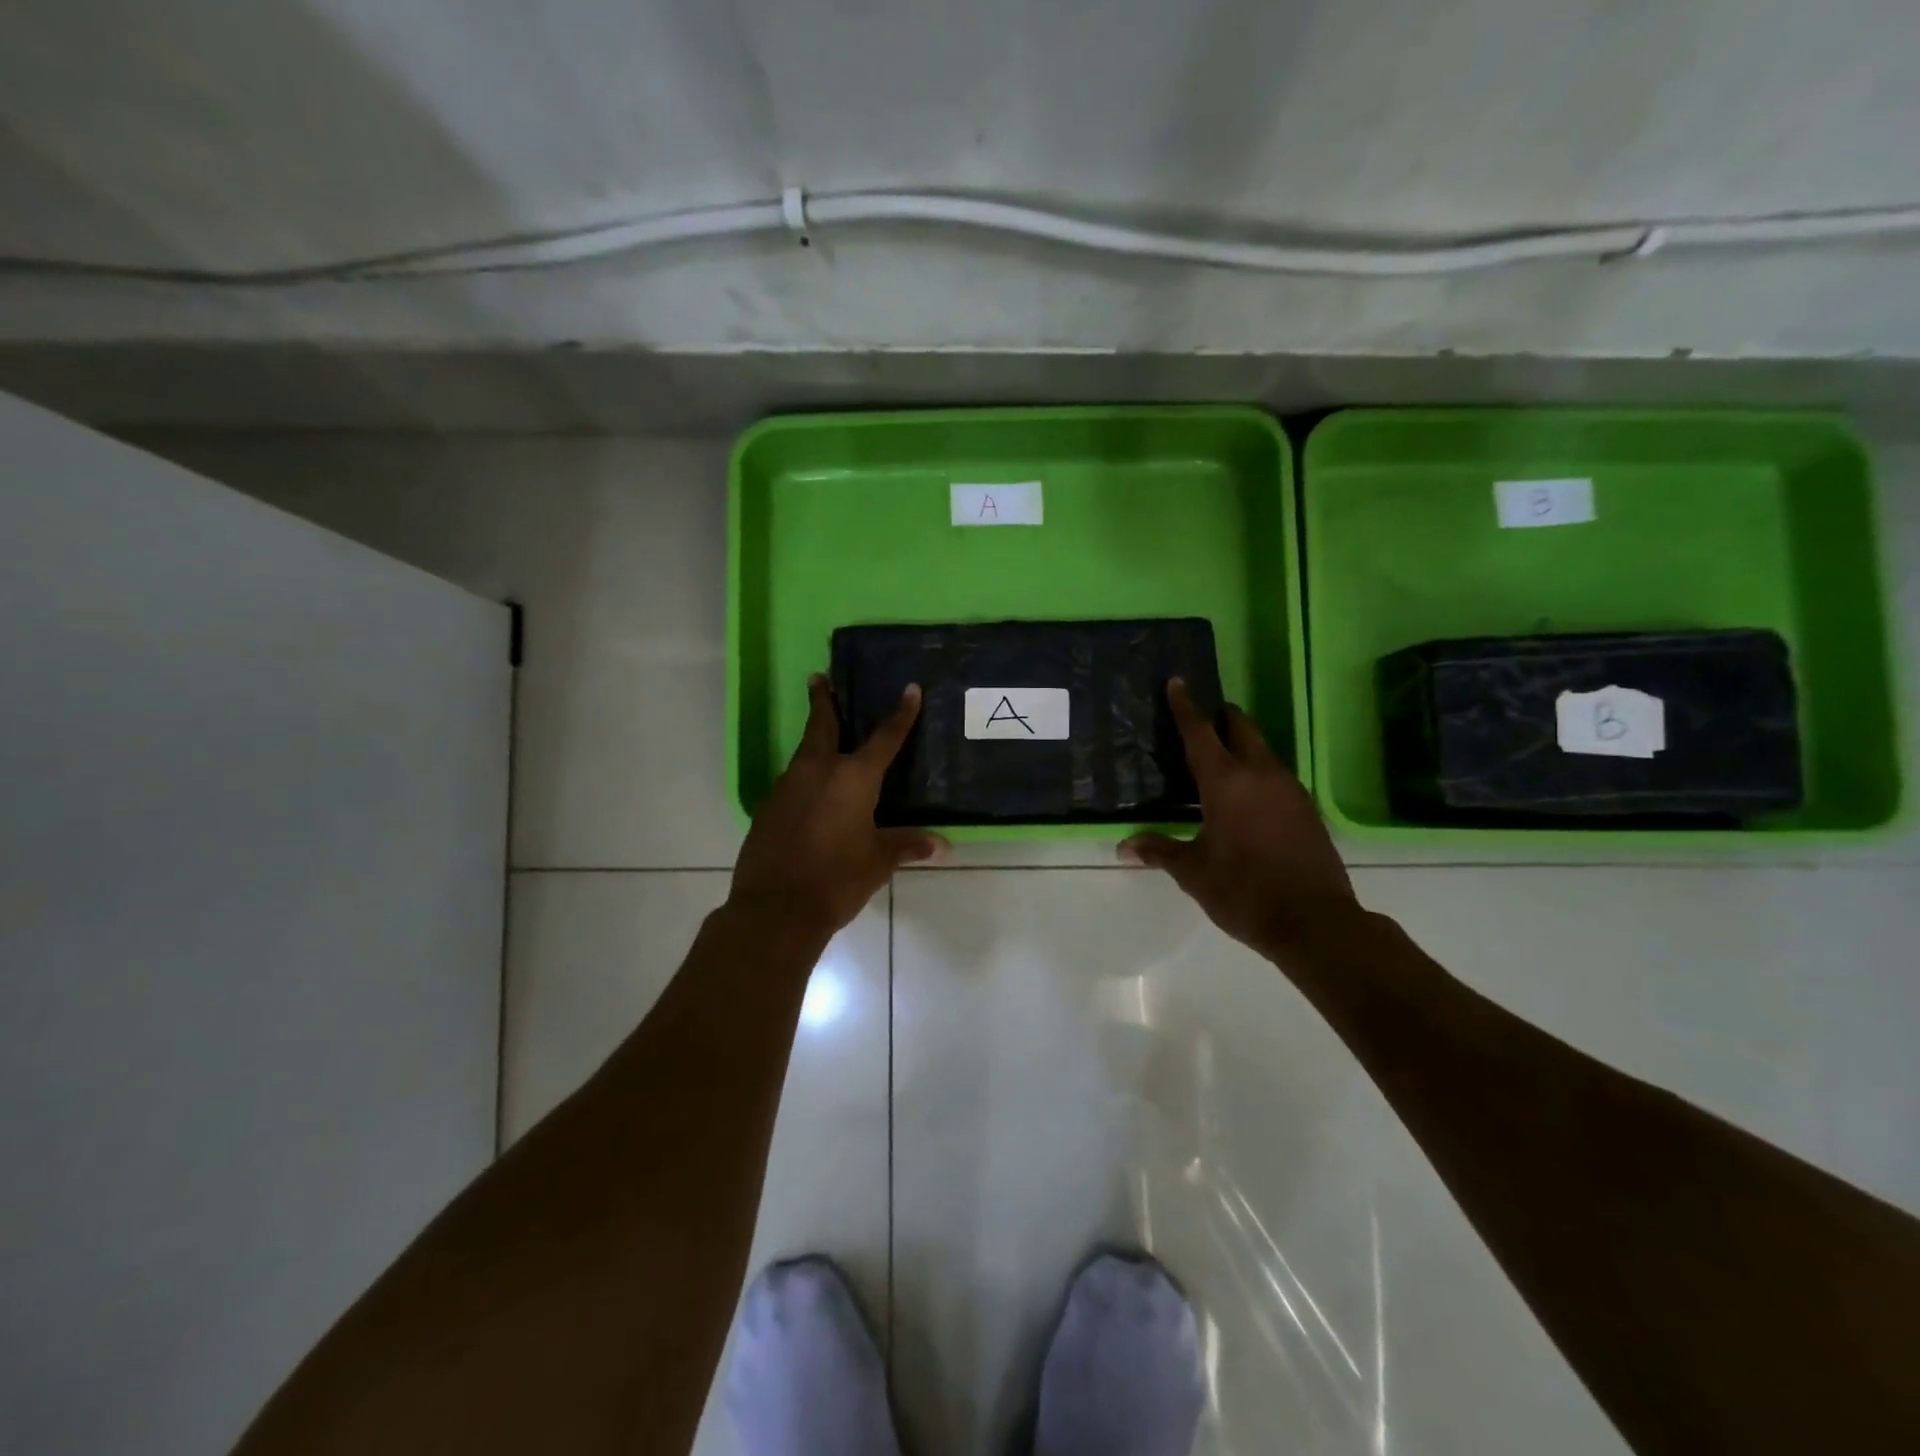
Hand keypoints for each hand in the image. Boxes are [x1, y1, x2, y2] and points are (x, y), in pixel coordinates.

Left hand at [728, 675, 946, 942]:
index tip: (909, 689)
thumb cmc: (837, 879)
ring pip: (803, 753)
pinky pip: (792, 782)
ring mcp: (787, 787)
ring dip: (813, 740)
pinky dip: (804, 777)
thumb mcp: (879, 861)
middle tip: (818, 678)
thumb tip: (944, 846)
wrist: (775, 909)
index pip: (884, 737)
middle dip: (822, 700)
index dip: (901, 714)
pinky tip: (810, 793)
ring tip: (824, 738)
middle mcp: (818, 771)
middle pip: (821, 726)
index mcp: (854, 777)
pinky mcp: (767, 807)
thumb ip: (908, 845)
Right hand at [1120, 679, 1357, 957]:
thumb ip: (1159, 851)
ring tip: (1221, 757)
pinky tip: (1248, 796)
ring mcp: (1290, 790)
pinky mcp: (1308, 809)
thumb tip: (1123, 846)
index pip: (1200, 732)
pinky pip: (1277, 775)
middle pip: (1242, 728)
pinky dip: (1258, 771)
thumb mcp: (1193, 872)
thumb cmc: (1244, 891)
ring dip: (1242, 745)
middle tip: (1204, 718)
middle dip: (1222, 717)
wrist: (1315, 922)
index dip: (1186, 706)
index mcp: (1226, 782)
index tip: (1178, 682)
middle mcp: (1260, 774)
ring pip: (1263, 751)